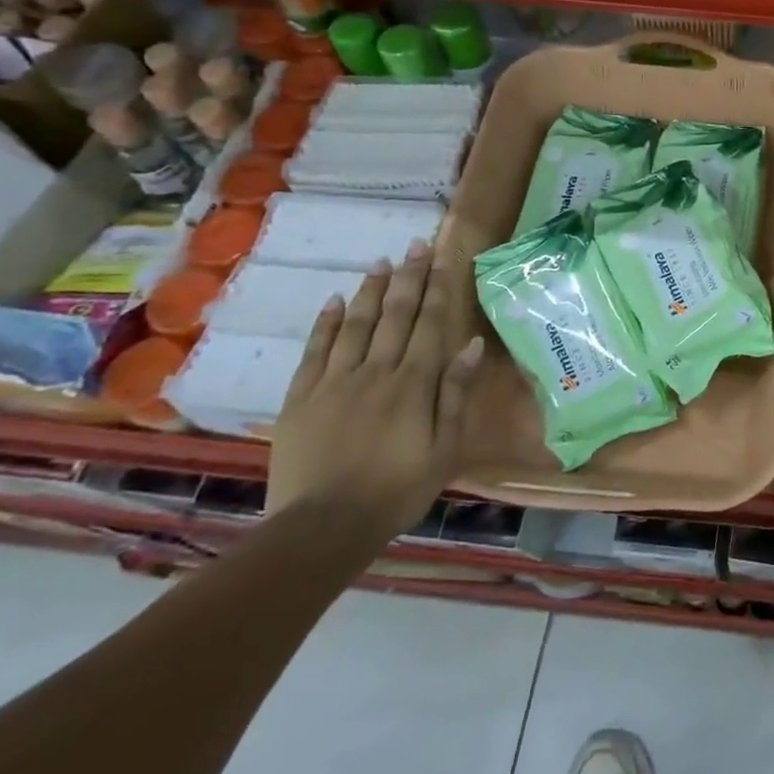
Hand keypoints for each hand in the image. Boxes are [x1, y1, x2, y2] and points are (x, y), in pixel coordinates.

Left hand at [267, 240, 483, 544]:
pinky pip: (315, 351)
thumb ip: (455, 394)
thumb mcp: (444, 449)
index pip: (429, 324)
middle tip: (415, 244)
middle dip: (408, 278)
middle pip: (395, 316)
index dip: (437, 288)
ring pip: (356, 325)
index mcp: (413, 384)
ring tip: (382, 263)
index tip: (442, 257)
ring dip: (371, 291)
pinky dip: (325, 324)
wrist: (323, 528)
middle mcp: (375, 371)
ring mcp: (334, 382)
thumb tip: (472, 345)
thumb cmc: (396, 491)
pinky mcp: (301, 399)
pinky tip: (334, 301)